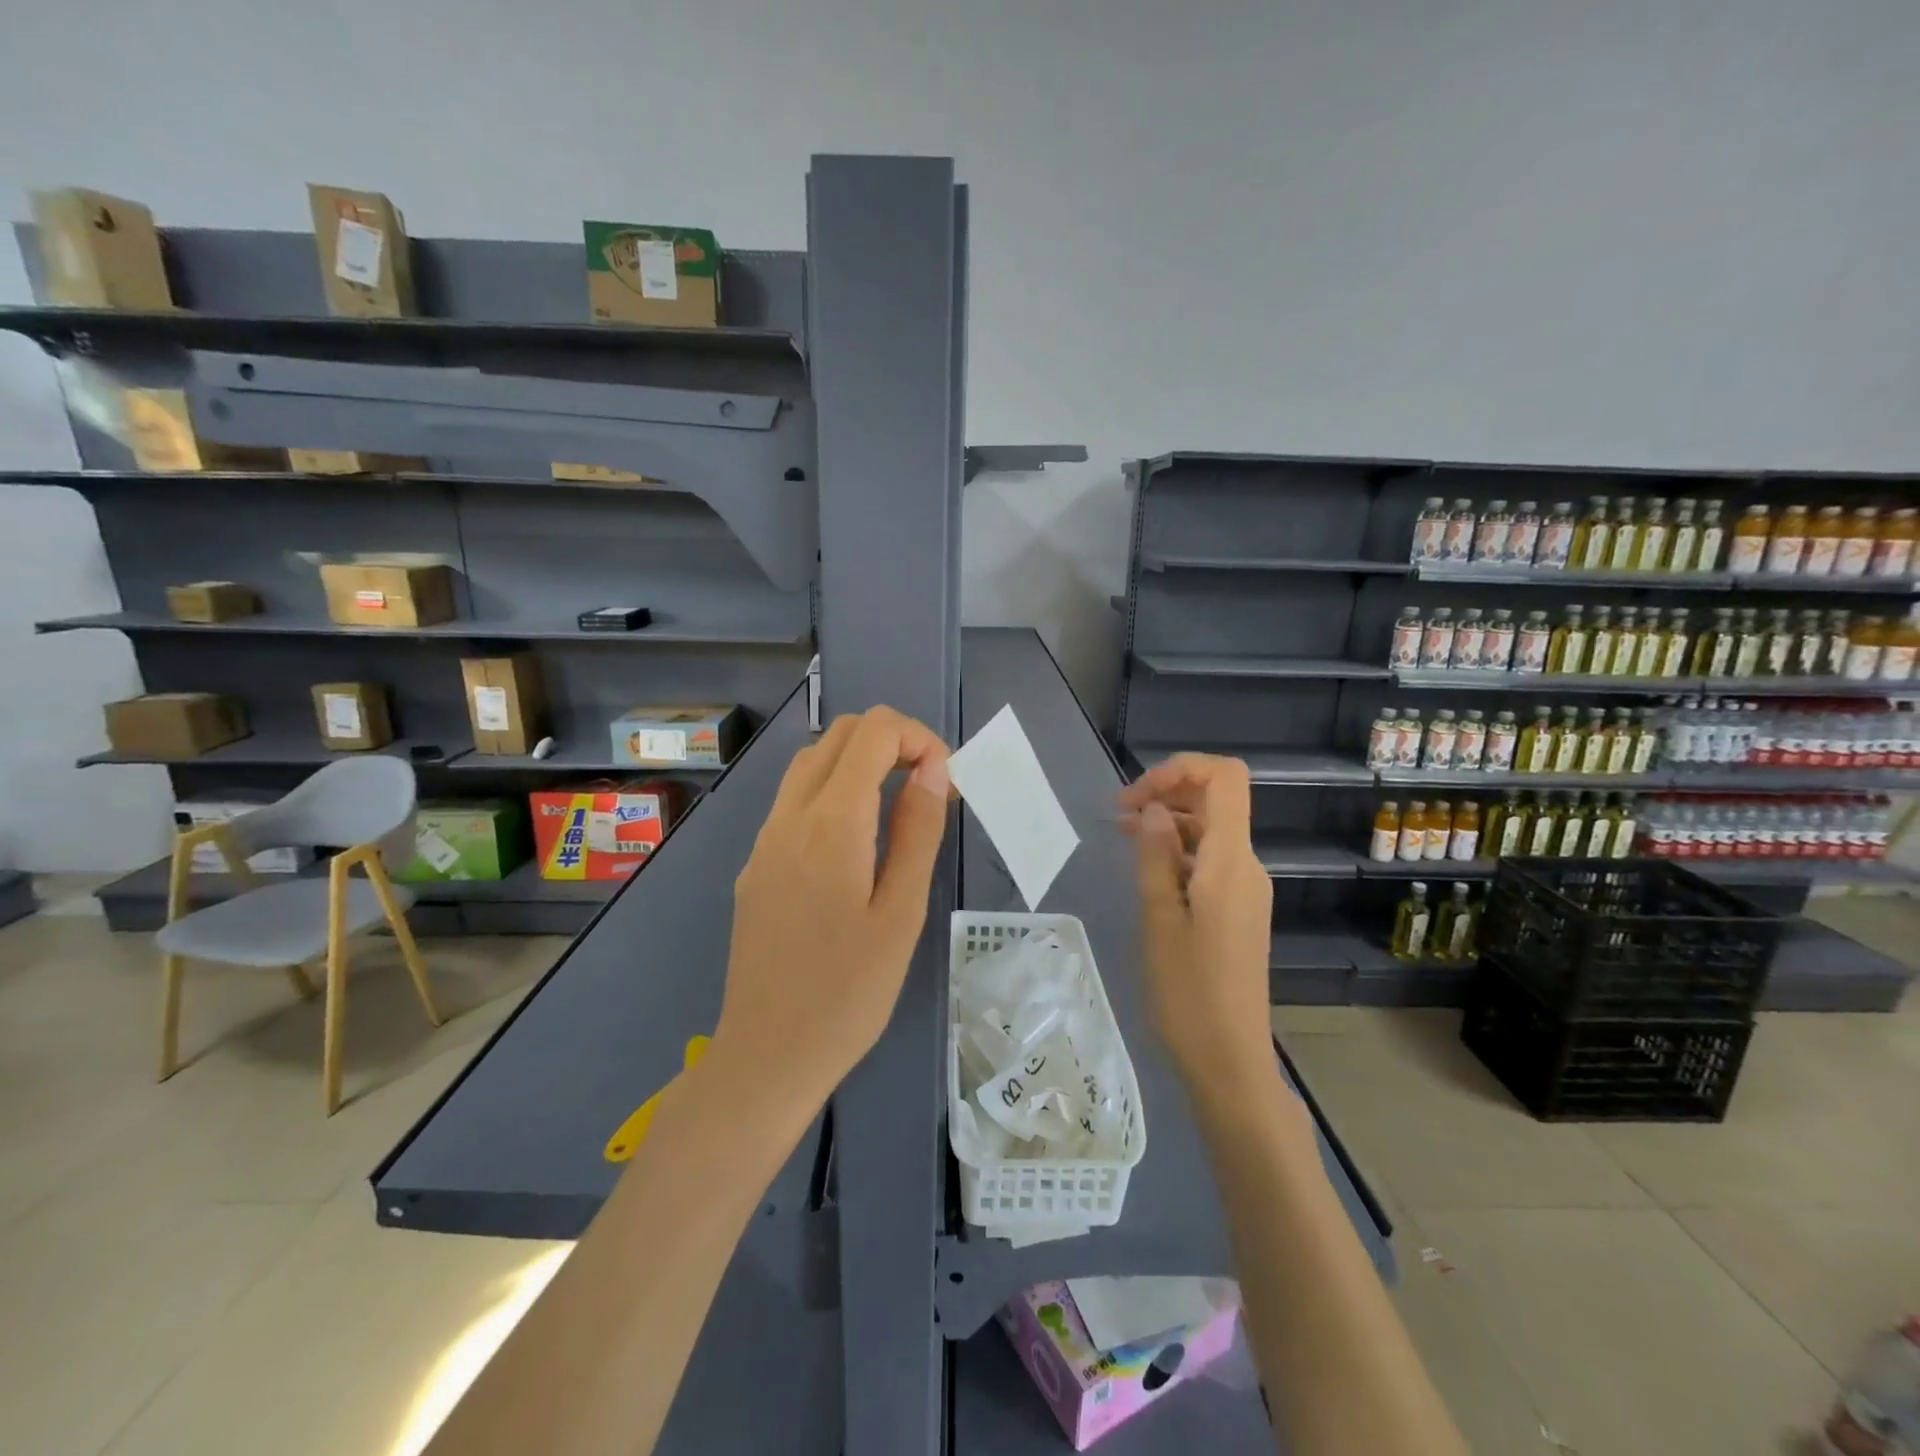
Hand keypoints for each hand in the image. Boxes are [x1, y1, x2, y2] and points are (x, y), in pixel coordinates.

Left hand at [715, 706, 950, 1105]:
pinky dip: (833, 791)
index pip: (873, 732)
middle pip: (838, 735)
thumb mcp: (902, 912)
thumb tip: (933, 768)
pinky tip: (855, 844)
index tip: (945, 781)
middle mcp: (789, 816)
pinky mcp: (755, 864)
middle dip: (891, 742)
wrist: (767, 1055)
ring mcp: (765, 839)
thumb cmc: (849, 993)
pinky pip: (794, 801)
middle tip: (927, 788)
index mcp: (831, 822)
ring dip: (859, 763)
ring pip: (811, 762)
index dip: (918, 738)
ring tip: (897, 807)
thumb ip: (917, 829)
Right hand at [1120, 753, 1275, 1093]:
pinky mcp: (1238, 910)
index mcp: (1231, 862)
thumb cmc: (1188, 992)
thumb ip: (1155, 857)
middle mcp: (1247, 866)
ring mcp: (1246, 889)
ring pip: (1211, 830)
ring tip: (1122, 836)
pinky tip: (1146, 867)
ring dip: (1169, 822)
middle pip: (1217, 799)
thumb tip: (1151, 810)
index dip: (1180, 769)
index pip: (1225, 779)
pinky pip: (1211, 860)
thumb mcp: (1159, 919)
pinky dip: (1178, 850)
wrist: (1230, 1059)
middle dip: (1167, 792)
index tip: (1136, 795)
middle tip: (1117, 814)